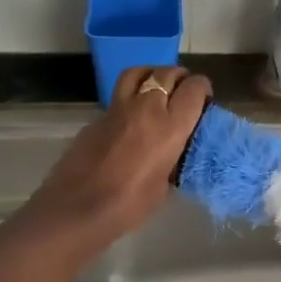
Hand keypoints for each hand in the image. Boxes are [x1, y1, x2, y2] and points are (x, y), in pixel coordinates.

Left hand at [20, 65, 212, 250]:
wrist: (76, 209)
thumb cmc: (128, 206)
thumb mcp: (163, 185)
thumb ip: (171, 159)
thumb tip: (172, 152)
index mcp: (170, 127)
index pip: (193, 88)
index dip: (202, 88)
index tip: (203, 98)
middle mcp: (146, 108)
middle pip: (167, 73)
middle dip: (180, 78)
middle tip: (183, 91)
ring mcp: (117, 109)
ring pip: (138, 72)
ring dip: (152, 74)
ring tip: (157, 87)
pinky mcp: (96, 117)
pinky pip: (118, 97)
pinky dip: (130, 98)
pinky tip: (130, 118)